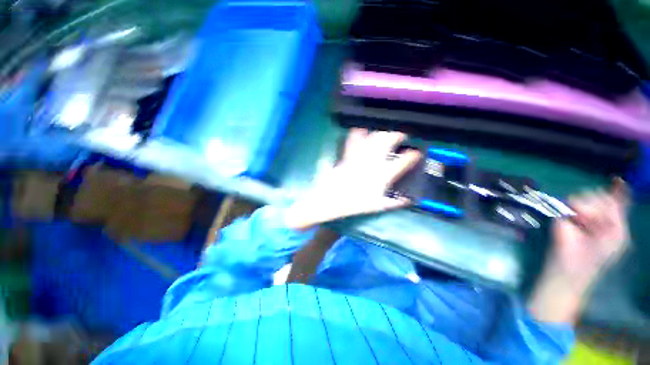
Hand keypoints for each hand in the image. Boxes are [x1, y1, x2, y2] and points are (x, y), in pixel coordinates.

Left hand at [285, 129, 421, 230]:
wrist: (332, 200)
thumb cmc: (354, 204)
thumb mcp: (377, 206)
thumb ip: (395, 203)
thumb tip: (408, 200)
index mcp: (382, 175)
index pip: (403, 162)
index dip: (412, 155)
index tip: (417, 153)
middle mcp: (373, 162)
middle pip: (388, 141)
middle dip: (397, 134)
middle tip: (402, 134)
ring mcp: (359, 156)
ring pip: (373, 137)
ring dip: (382, 131)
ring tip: (387, 130)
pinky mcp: (348, 155)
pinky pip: (353, 140)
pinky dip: (358, 132)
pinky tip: (362, 128)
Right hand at [549, 178, 629, 290]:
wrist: (574, 262)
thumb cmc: (599, 253)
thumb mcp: (617, 233)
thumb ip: (619, 210)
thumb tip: (618, 184)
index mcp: (610, 217)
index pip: (614, 198)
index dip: (617, 189)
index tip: (618, 179)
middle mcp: (595, 210)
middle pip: (602, 194)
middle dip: (603, 206)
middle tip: (598, 223)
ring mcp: (578, 210)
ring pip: (589, 194)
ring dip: (592, 209)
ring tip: (587, 224)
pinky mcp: (564, 212)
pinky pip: (574, 200)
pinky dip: (580, 207)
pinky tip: (579, 218)